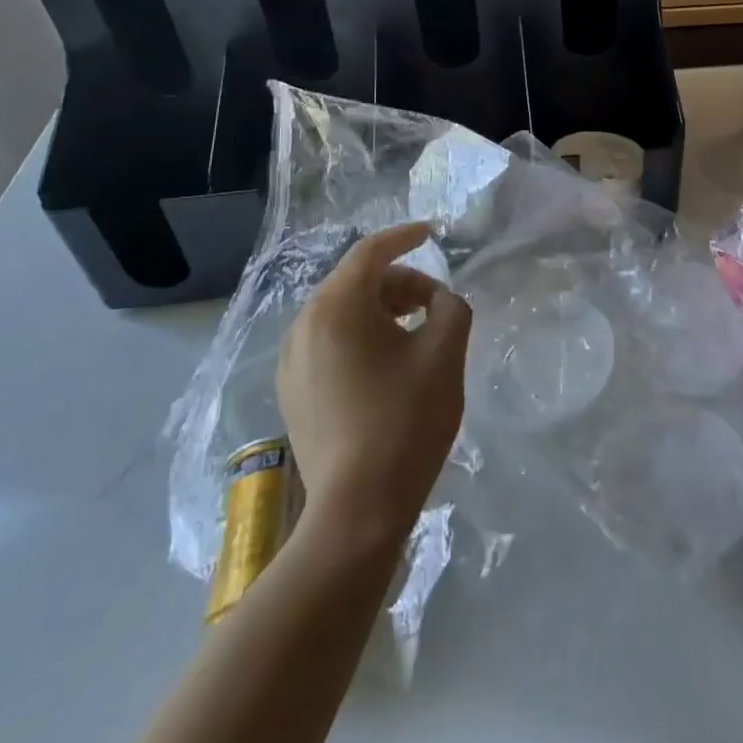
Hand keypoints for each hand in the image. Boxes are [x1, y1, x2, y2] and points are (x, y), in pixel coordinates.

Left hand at [277, 222, 470, 545]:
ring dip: (379, 310)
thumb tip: (437, 300)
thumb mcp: (445, 353)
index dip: (403, 237)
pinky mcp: (292, 392)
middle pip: (355, 282)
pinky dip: (359, 337)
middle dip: (397, 283)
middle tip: (433, 302)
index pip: (371, 252)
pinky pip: (328, 343)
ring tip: (413, 333)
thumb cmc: (406, 420)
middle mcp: (304, 325)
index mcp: (337, 307)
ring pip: (340, 313)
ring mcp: (292, 361)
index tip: (430, 233)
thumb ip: (450, 307)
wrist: (357, 510)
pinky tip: (385, 366)